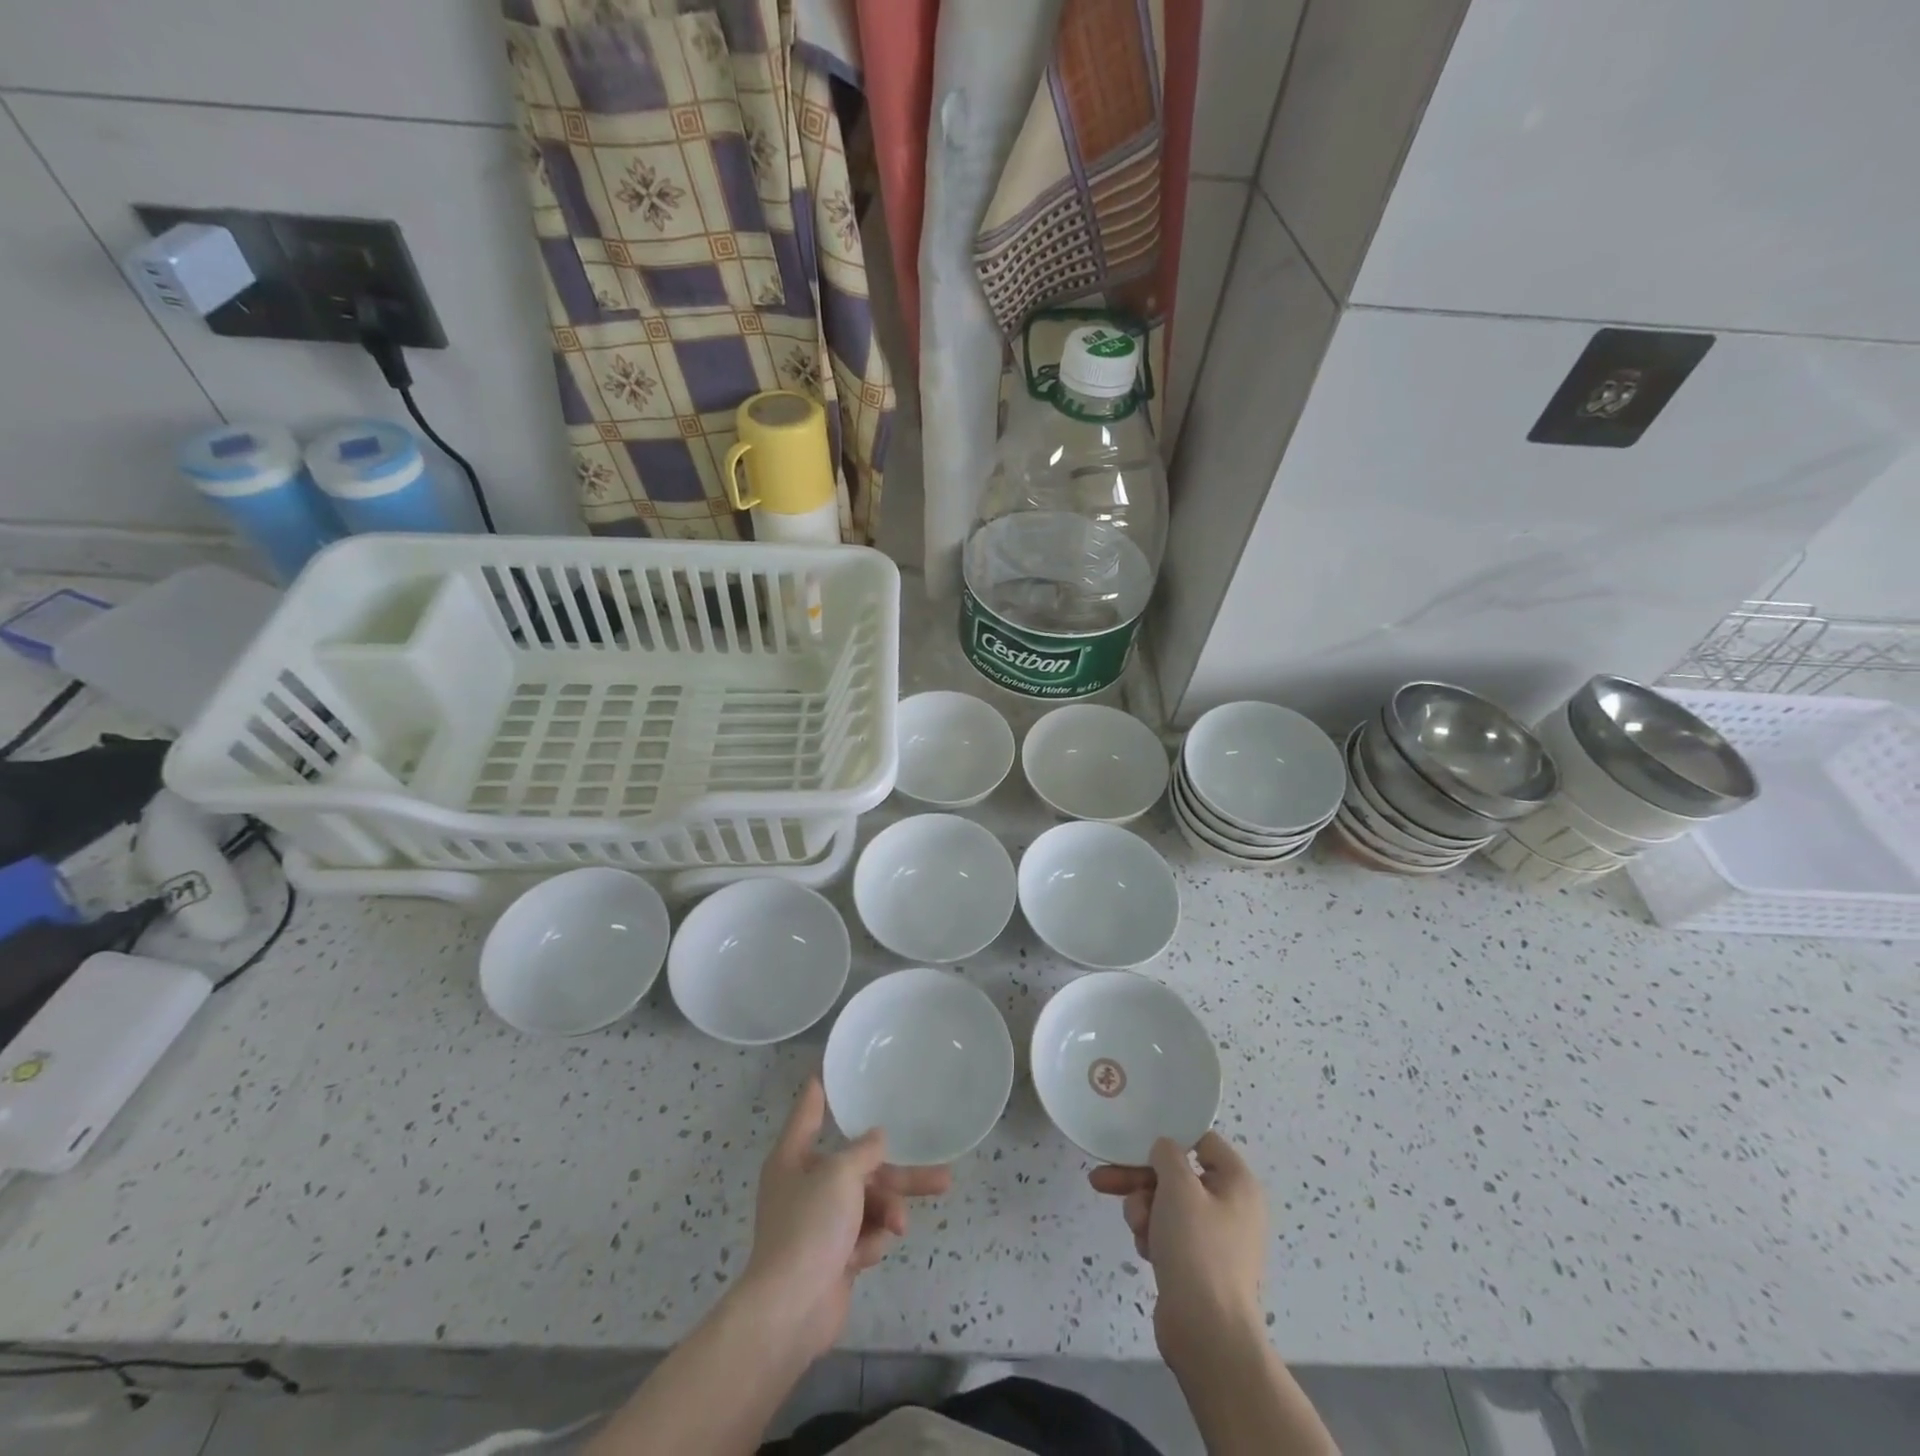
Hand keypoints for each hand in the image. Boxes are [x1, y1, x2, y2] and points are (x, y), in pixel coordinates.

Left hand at [737, 1075, 950, 1361]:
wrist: (791, 1310)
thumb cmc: (809, 1227)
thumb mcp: (840, 1175)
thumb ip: (864, 1151)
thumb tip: (877, 1137)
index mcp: (793, 1157)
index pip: (810, 1112)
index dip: (821, 1090)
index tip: (829, 1069)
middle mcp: (805, 1185)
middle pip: (859, 1166)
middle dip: (896, 1175)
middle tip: (941, 1176)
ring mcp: (819, 1223)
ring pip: (868, 1203)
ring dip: (886, 1212)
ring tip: (899, 1225)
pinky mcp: (833, 1256)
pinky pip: (863, 1235)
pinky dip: (869, 1242)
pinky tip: (865, 1256)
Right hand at [1089, 1132, 1267, 1359]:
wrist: (1207, 1333)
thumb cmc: (1197, 1248)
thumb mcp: (1179, 1187)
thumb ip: (1167, 1154)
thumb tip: (1165, 1150)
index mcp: (1237, 1183)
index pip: (1202, 1141)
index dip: (1170, 1138)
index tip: (1138, 1140)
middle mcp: (1230, 1206)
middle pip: (1176, 1175)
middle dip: (1140, 1179)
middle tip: (1103, 1179)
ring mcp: (1215, 1238)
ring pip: (1166, 1203)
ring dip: (1143, 1209)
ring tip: (1138, 1228)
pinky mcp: (1198, 1264)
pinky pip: (1168, 1233)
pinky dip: (1152, 1235)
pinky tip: (1146, 1250)